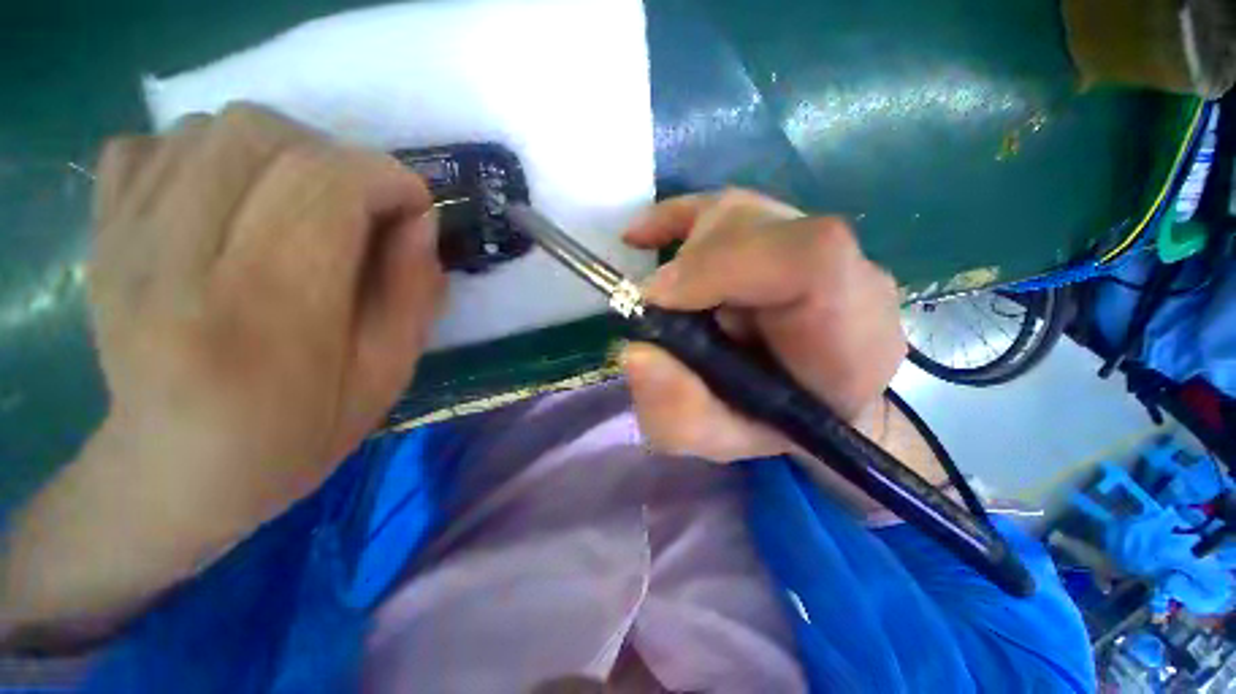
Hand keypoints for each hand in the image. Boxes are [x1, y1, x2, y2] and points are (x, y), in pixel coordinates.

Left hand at [91, 104, 444, 502]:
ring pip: (212, 128)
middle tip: (363, 206)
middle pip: (264, 137)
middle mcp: (178, 264)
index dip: (387, 178)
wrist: (173, 474)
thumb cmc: (295, 435)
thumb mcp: (386, 375)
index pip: (325, 187)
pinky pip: (151, 142)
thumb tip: (419, 219)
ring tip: (303, 202)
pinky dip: (205, 151)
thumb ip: (414, 293)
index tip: (414, 206)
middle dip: (338, 158)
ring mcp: (123, 243)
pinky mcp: (100, 236)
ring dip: (282, 151)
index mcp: (265, 316)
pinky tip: (229, 198)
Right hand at [620, 190, 905, 461]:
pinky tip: (641, 236)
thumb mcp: (720, 439)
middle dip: (690, 267)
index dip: (722, 264)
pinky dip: (676, 218)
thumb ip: (681, 414)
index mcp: (850, 331)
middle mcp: (845, 269)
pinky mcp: (783, 229)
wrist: (814, 402)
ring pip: (735, 215)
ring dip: (684, 255)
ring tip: (670, 302)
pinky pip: (727, 205)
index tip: (658, 300)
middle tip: (658, 313)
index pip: (809, 258)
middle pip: (758, 228)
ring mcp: (815, 241)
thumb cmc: (770, 426)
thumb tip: (636, 355)